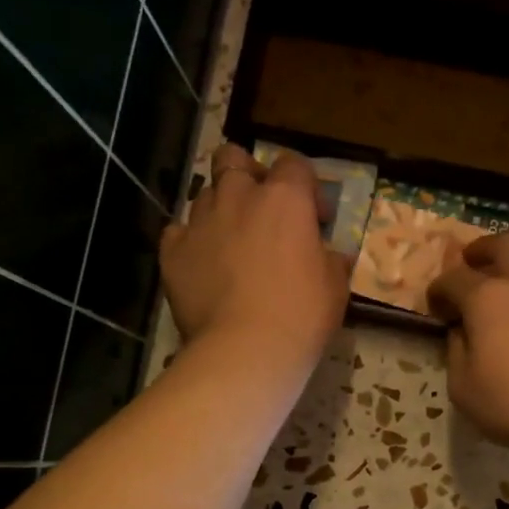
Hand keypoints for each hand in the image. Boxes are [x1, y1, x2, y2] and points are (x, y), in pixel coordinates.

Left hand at [161, 144, 350, 374]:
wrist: (245, 350)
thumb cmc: (302, 315)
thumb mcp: (335, 287)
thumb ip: (331, 260)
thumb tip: (331, 256)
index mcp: (284, 199)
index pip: (294, 164)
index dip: (306, 187)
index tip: (316, 220)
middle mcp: (238, 197)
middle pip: (233, 158)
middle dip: (247, 173)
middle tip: (261, 208)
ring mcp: (200, 222)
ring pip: (205, 194)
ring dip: (221, 210)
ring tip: (232, 243)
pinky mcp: (172, 251)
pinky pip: (179, 232)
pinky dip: (192, 242)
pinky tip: (204, 266)